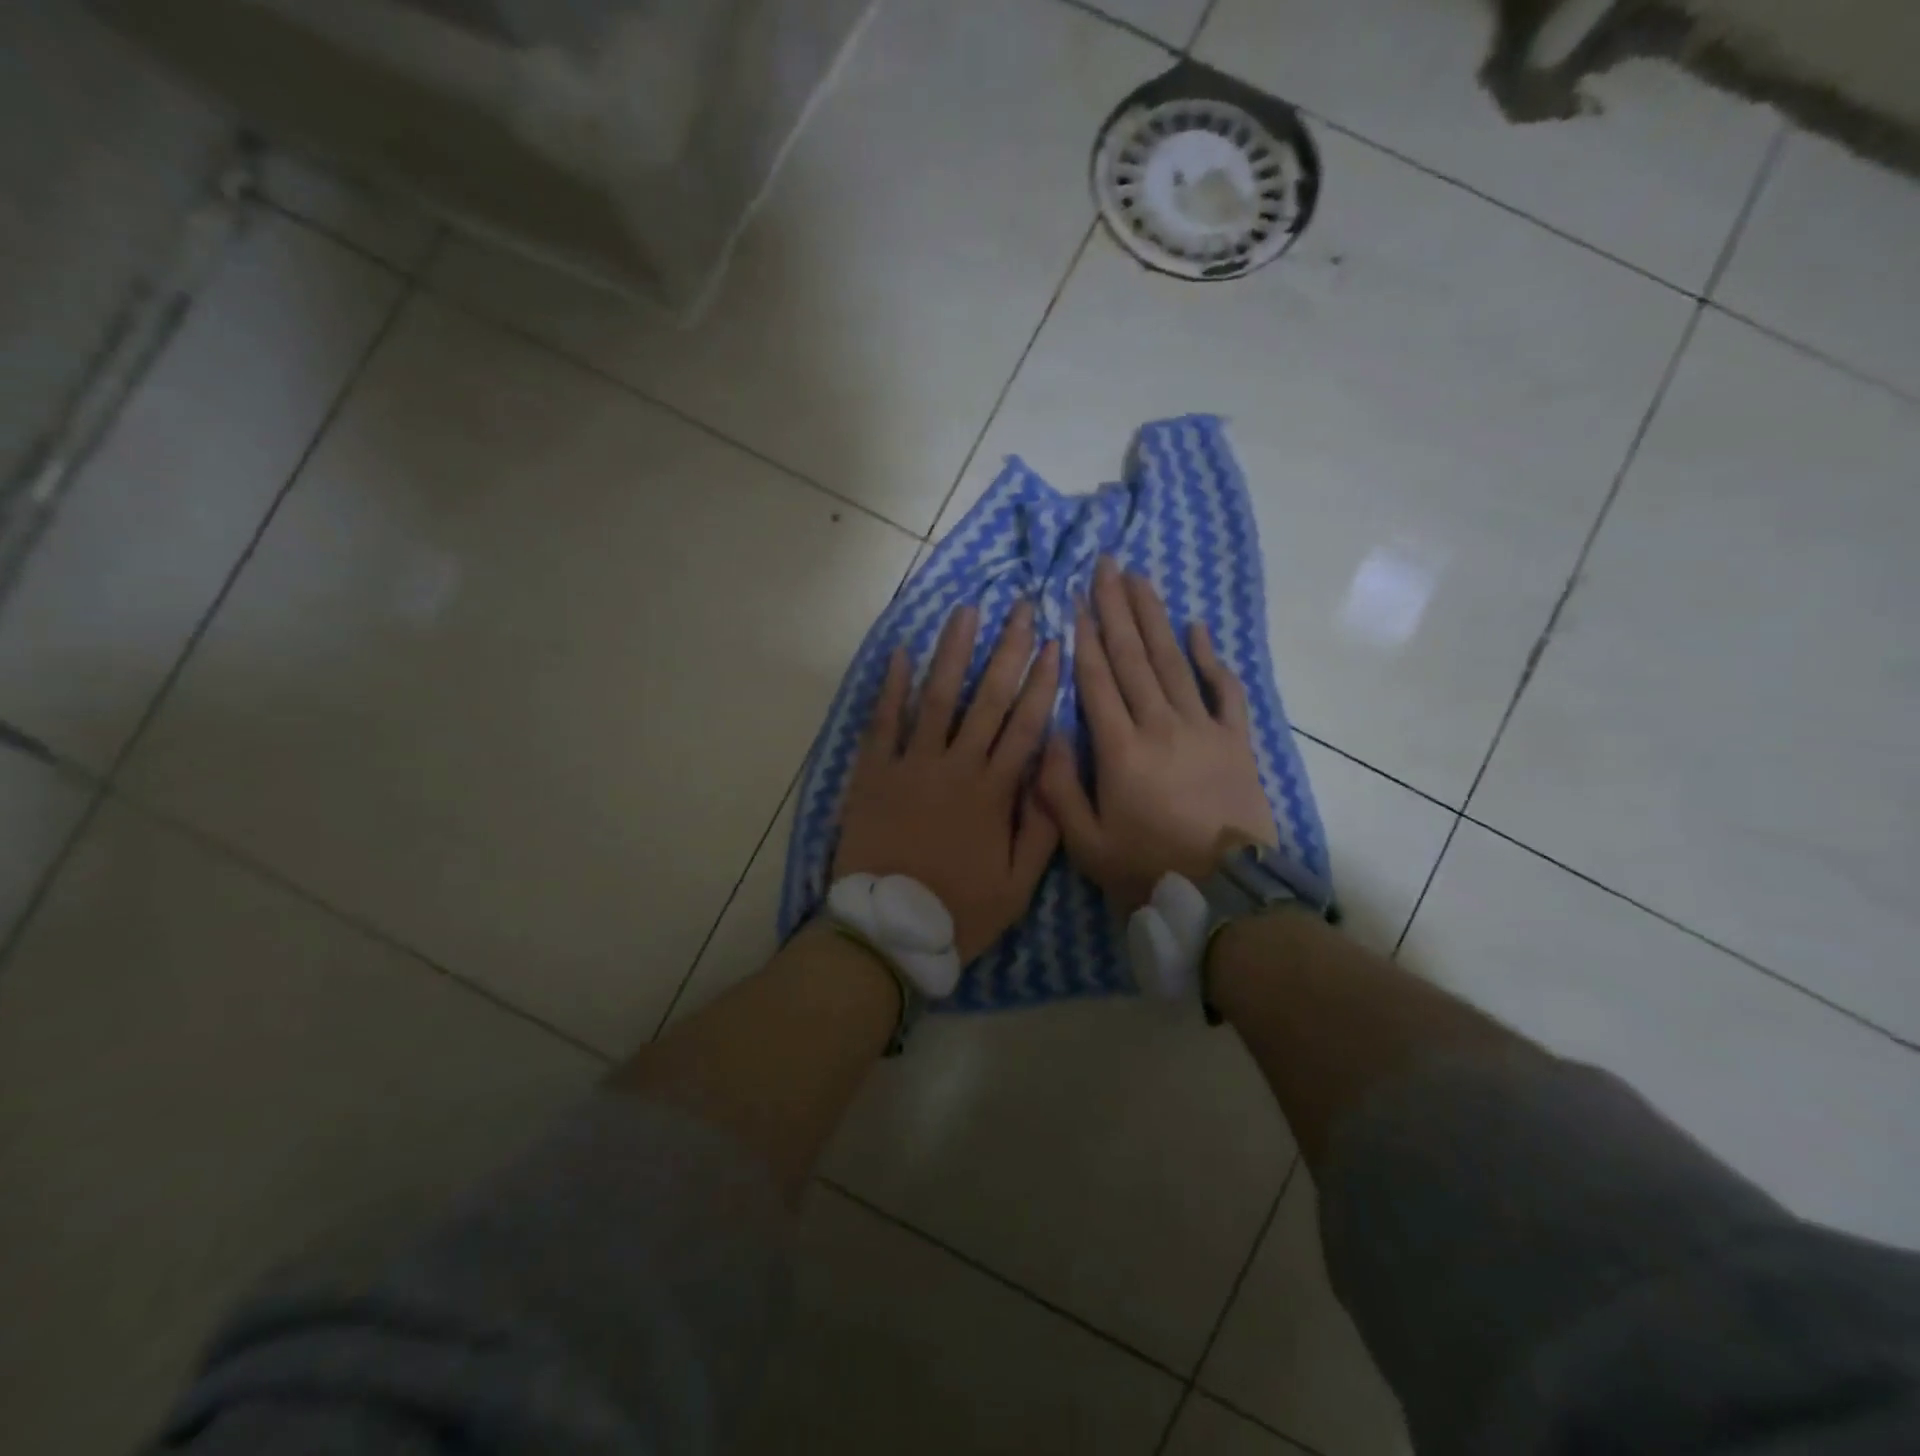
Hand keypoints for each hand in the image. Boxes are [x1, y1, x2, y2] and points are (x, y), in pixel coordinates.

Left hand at [834, 602, 1061, 960]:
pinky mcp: (873, 774)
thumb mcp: (1018, 885)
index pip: (1025, 726)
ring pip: (937, 698)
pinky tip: (899, 652)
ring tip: (967, 611)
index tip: (1056, 645)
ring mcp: (911, 766)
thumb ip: (1042, 827)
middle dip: (1008, 650)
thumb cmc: (958, 911)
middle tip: (1022, 608)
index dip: (1043, 683)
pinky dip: (890, 687)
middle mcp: (955, 767)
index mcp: (994, 793)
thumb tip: (1054, 769)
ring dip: (953, 652)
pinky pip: (883, 723)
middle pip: (987, 699)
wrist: (888, 931)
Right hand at [1039, 558, 1274, 911]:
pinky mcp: (1237, 742)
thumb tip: (1051, 733)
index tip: (1076, 598)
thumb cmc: (1146, 870)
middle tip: (1106, 566)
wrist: (1224, 895)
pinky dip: (1212, 658)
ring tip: (1141, 578)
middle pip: (1134, 657)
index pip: (1097, 680)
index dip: (1085, 637)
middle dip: (1116, 608)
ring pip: (1174, 662)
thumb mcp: (1085, 843)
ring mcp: (1203, 729)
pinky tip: (1199, 628)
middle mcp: (1161, 725)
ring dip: (1156, 618)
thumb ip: (1059, 788)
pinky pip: (1225, 691)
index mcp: (1120, 750)